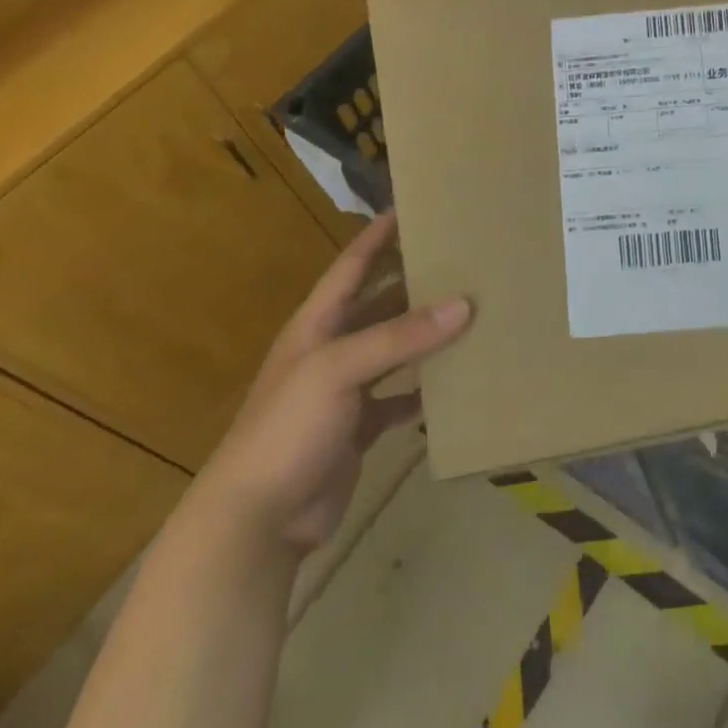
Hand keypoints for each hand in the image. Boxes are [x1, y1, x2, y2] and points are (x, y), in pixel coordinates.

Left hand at [189, 211, 470, 555]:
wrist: (256, 520)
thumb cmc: (287, 427)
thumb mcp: (338, 370)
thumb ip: (399, 336)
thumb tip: (463, 304)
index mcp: (318, 324)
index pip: (352, 266)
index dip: (378, 235)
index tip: (413, 207)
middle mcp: (332, 350)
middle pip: (379, 305)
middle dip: (415, 284)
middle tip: (462, 263)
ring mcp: (345, 392)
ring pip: (394, 352)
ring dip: (425, 338)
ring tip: (471, 317)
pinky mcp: (358, 429)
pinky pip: (398, 401)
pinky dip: (422, 394)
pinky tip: (452, 388)